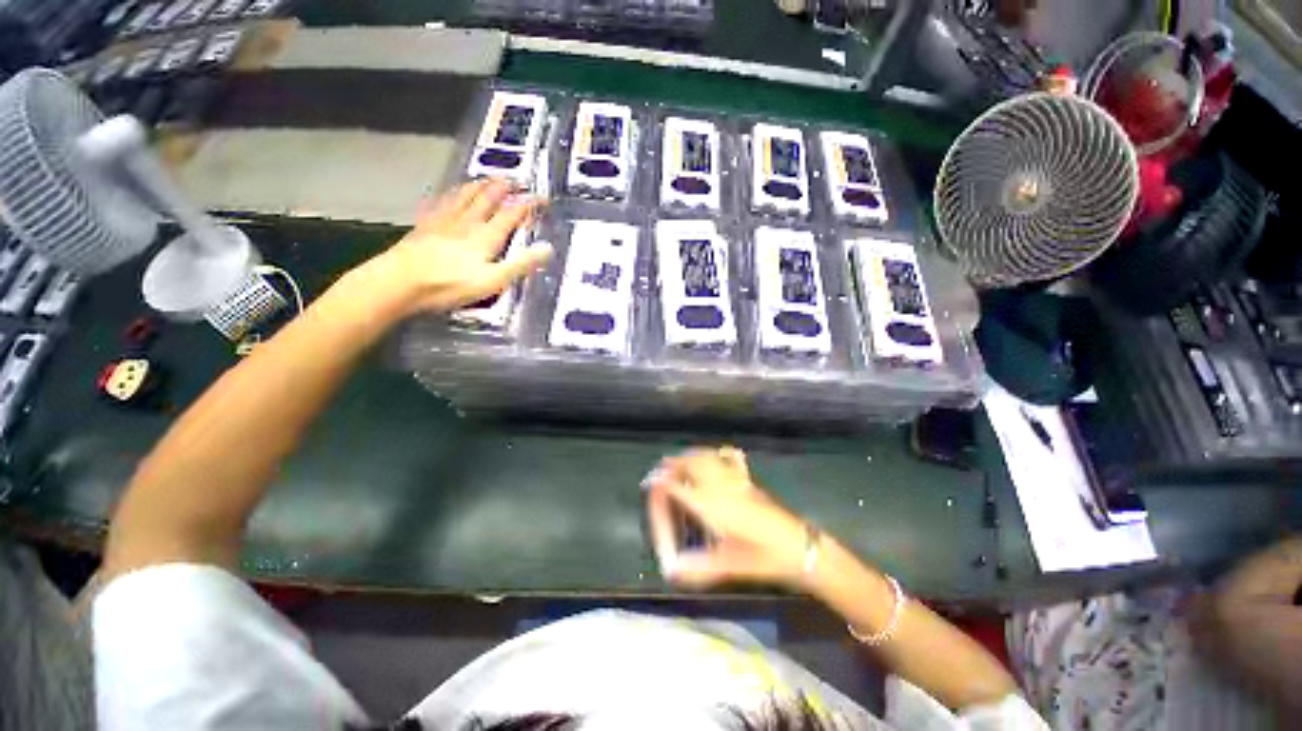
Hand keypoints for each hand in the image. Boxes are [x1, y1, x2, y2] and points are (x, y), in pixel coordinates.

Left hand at [363, 179, 552, 315]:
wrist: (400, 282)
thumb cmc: (450, 285)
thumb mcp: (494, 280)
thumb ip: (521, 264)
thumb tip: (548, 248)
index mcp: (486, 236)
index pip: (512, 214)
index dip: (528, 205)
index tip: (542, 198)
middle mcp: (466, 222)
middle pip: (487, 199)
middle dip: (503, 188)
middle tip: (514, 180)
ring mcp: (443, 222)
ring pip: (464, 196)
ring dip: (478, 186)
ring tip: (486, 179)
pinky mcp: (424, 227)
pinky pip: (440, 204)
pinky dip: (448, 195)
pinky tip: (446, 194)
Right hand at [645, 447, 812, 590]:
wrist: (798, 547)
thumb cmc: (762, 558)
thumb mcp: (727, 565)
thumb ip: (697, 568)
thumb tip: (671, 570)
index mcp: (710, 505)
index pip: (678, 486)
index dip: (661, 482)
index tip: (650, 482)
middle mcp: (719, 486)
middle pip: (690, 464)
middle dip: (672, 464)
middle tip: (661, 472)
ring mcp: (735, 479)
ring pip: (706, 457)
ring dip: (689, 456)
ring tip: (678, 463)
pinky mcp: (747, 480)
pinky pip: (727, 457)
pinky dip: (713, 453)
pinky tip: (713, 456)